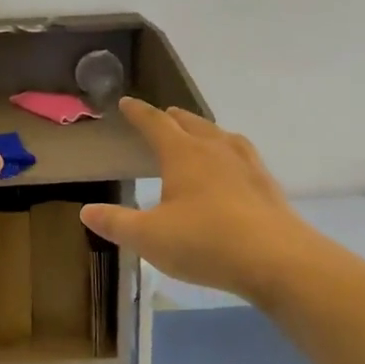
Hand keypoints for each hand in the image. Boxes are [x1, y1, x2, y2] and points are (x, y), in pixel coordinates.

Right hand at [79, 97, 310, 303]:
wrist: (278, 260)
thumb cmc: (205, 242)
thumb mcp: (149, 237)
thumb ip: (116, 223)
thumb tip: (86, 211)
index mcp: (183, 155)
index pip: (156, 124)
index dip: (139, 113)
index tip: (126, 103)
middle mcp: (216, 150)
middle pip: (192, 124)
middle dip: (174, 119)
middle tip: (163, 116)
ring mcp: (247, 166)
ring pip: (222, 137)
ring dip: (205, 131)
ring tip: (200, 135)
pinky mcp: (267, 186)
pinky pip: (244, 157)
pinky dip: (230, 154)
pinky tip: (234, 169)